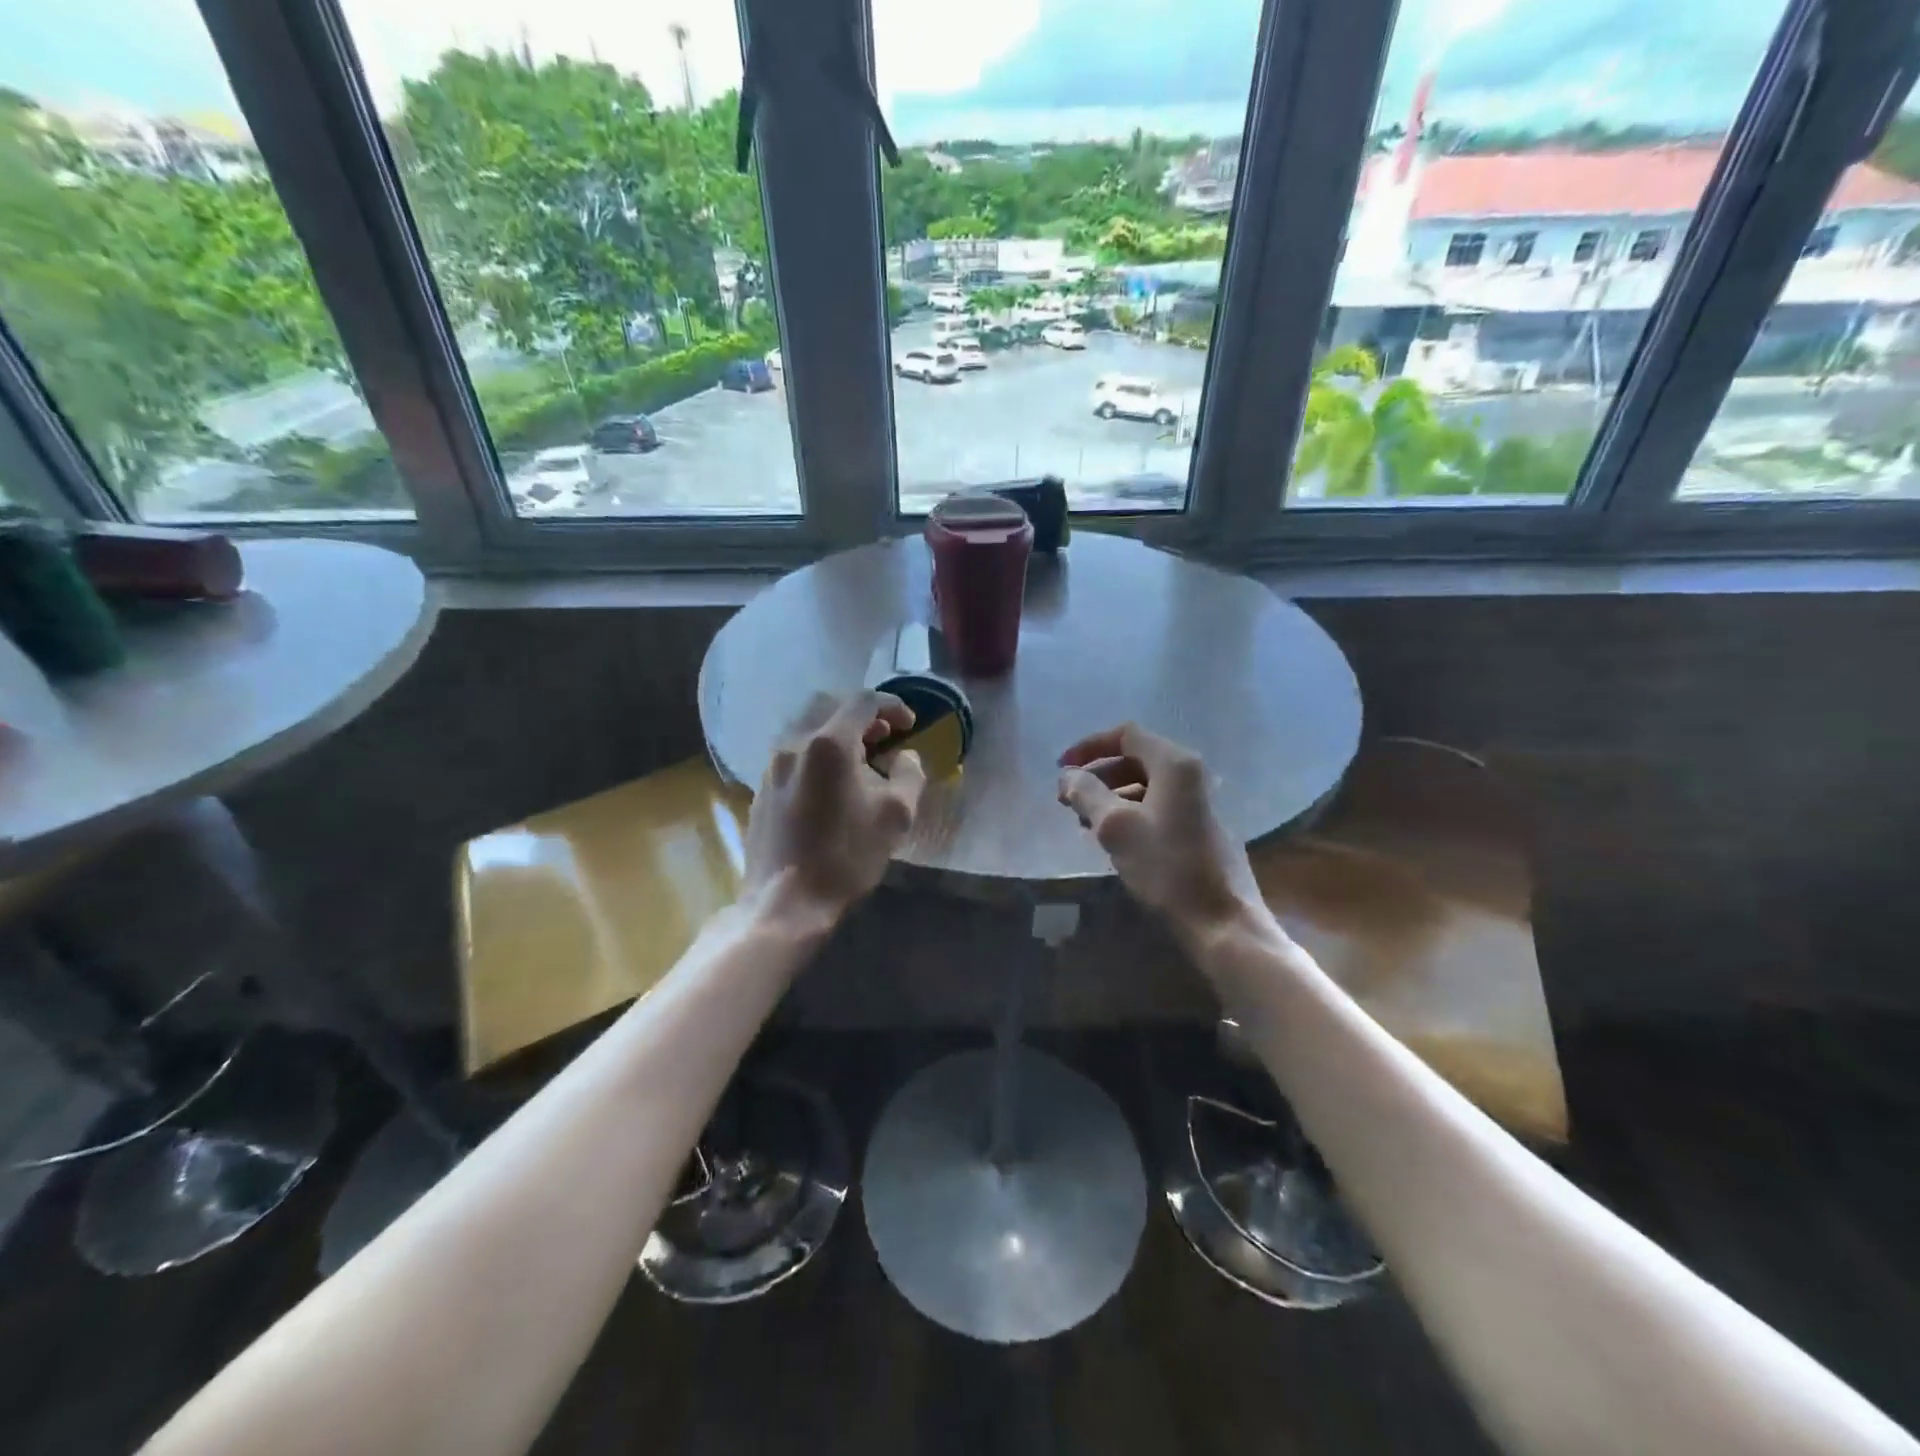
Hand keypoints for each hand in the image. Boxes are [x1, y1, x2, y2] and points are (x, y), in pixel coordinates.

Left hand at [743, 691, 927, 931]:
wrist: (785, 902)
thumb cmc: (846, 857)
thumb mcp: (896, 815)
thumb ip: (908, 774)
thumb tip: (904, 756)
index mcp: (829, 743)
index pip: (863, 701)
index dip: (892, 706)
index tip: (910, 725)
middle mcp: (795, 743)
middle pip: (829, 704)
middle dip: (862, 713)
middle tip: (885, 735)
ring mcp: (773, 764)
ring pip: (807, 726)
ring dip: (837, 730)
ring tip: (861, 757)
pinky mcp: (762, 787)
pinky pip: (794, 751)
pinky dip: (818, 750)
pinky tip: (832, 781)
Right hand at [1058, 723, 1266, 947]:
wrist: (1221, 923)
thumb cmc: (1166, 868)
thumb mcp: (1115, 827)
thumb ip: (1086, 793)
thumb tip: (1067, 776)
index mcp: (1175, 764)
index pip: (1126, 734)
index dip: (1089, 746)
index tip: (1061, 767)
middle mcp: (1192, 774)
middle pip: (1136, 758)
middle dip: (1098, 774)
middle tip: (1069, 799)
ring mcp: (1201, 802)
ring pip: (1146, 784)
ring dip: (1112, 795)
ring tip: (1085, 822)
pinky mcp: (1202, 829)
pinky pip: (1159, 806)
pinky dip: (1131, 812)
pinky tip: (1114, 840)